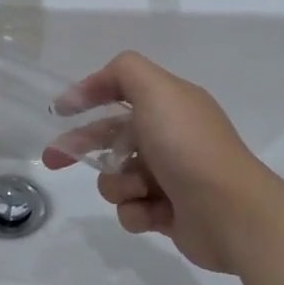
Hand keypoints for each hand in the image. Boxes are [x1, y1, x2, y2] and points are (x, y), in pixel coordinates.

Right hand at [45, 51, 277, 273]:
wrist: (230, 213)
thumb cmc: (188, 146)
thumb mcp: (157, 90)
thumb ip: (124, 72)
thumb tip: (99, 81)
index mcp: (169, 105)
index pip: (121, 91)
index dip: (89, 95)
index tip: (60, 110)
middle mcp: (169, 137)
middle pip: (111, 136)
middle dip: (80, 146)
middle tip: (53, 159)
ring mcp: (169, 176)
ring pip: (117, 177)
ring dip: (118, 184)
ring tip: (138, 189)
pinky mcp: (167, 212)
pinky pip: (131, 209)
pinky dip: (137, 211)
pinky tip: (153, 212)